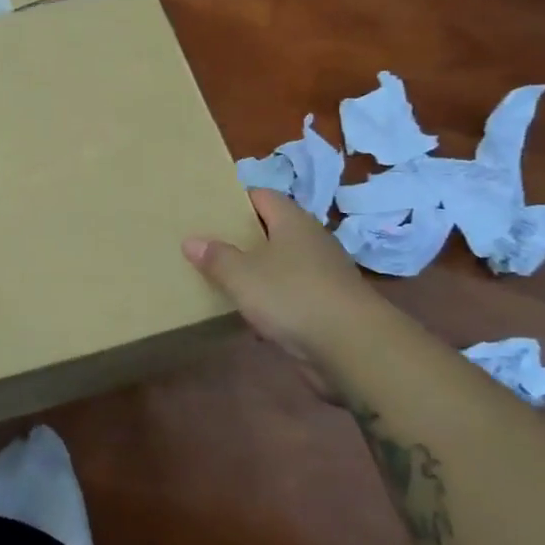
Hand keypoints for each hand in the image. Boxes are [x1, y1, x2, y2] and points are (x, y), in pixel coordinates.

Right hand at [183, 189, 381, 384]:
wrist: (352, 348)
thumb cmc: (292, 296)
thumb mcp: (242, 275)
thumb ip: (216, 257)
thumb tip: (191, 240)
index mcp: (293, 222)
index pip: (263, 196)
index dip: (237, 200)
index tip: (210, 209)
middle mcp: (311, 242)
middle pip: (273, 231)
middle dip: (244, 237)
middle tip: (209, 244)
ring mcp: (323, 276)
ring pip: (282, 266)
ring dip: (258, 273)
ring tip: (223, 279)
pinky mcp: (327, 307)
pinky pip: (291, 296)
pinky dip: (272, 302)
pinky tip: (251, 316)